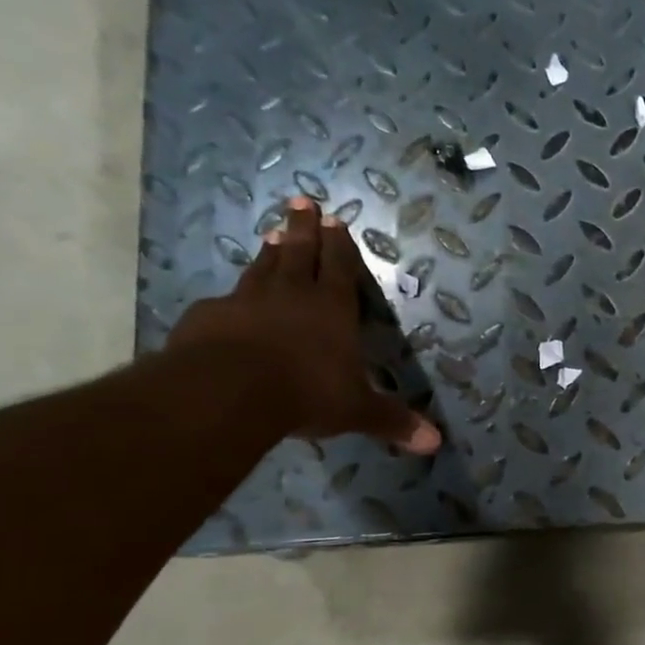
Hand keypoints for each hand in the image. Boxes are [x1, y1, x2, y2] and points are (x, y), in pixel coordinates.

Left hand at [168, 197, 440, 452]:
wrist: (228, 391)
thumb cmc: (306, 393)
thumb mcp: (357, 411)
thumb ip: (392, 422)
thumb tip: (435, 443)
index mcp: (332, 310)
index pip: (339, 268)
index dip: (339, 245)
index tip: (334, 219)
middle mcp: (291, 296)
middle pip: (298, 253)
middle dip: (302, 229)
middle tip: (301, 201)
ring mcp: (246, 302)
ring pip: (261, 268)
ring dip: (269, 250)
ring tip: (271, 231)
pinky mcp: (209, 317)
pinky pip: (225, 300)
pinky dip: (232, 296)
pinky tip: (227, 298)